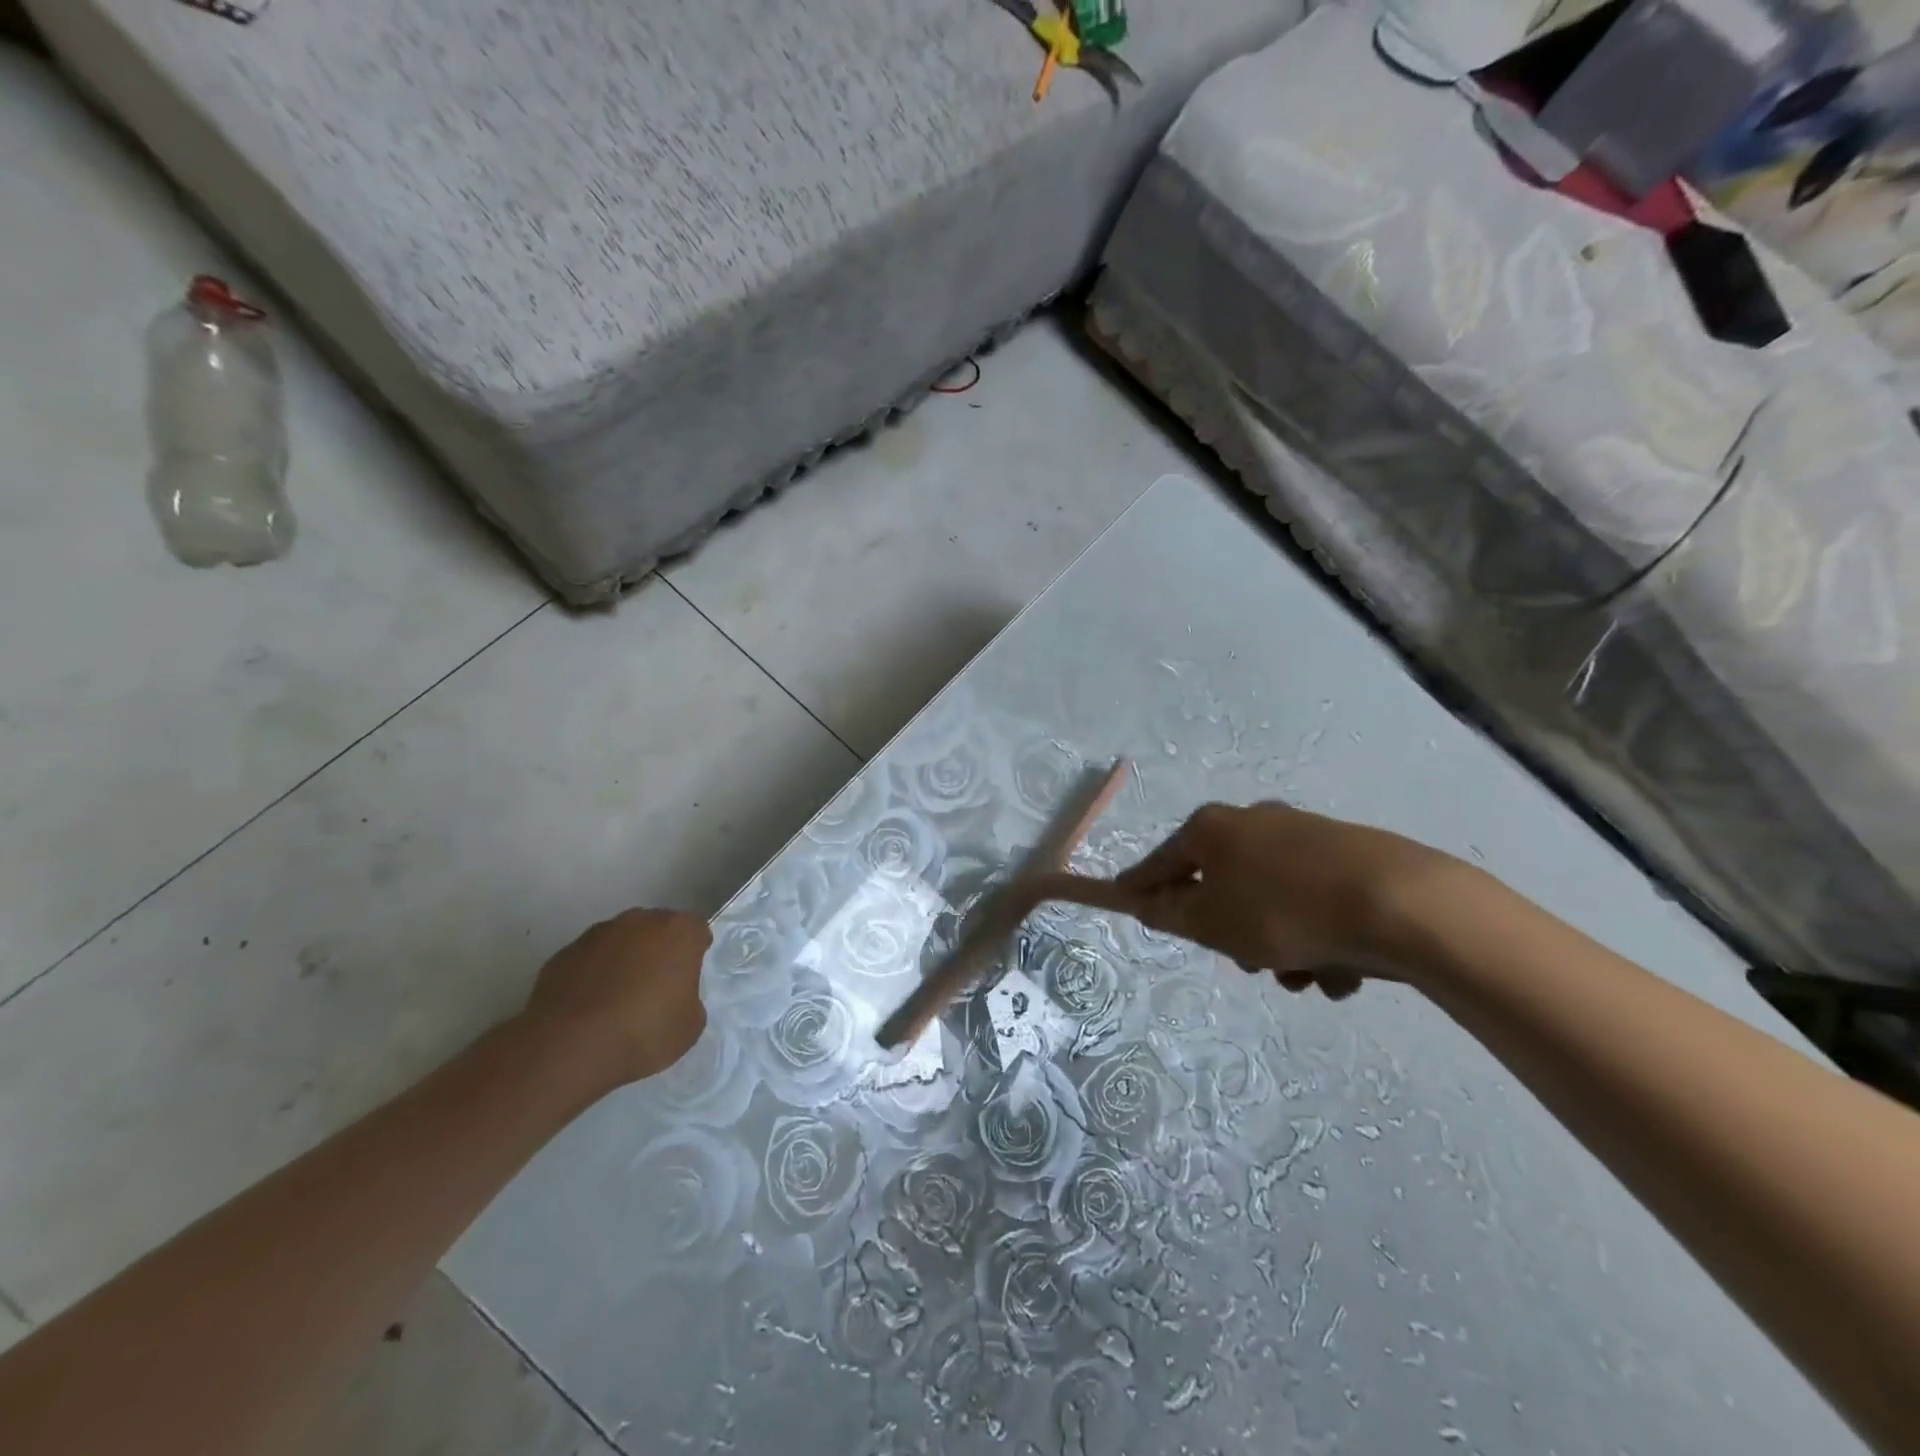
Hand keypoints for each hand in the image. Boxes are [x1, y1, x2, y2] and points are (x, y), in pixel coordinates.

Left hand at [521, 908, 709, 1085]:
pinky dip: (592, 975)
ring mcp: (597, 934)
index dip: (695, 951)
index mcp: (679, 932)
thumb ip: (689, 998)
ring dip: (623, 959)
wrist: (569, 1048)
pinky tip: (588, 1007)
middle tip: (655, 986)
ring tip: (616, 999)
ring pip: (620, 940)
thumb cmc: (644, 1032)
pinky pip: (588, 959)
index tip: (688, 976)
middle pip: (657, 928)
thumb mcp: (690, 1025)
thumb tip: (673, 996)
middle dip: (658, 950)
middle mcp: (639, 921)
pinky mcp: (563, 953)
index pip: (697, 929)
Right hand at [1105, 802, 1453, 996]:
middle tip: (1248, 962)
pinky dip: (1318, 937)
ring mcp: (1305, 837)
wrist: (1399, 904)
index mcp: (1214, 829)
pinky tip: (1342, 968)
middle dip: (1231, 932)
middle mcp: (1255, 823)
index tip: (1126, 904)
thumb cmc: (1283, 912)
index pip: (1161, 862)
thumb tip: (1148, 903)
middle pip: (1221, 885)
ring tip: (1306, 975)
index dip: (1141, 887)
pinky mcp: (1349, 858)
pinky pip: (1313, 904)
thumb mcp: (1211, 923)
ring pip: (1270, 902)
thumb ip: (1170, 914)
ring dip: (1279, 945)